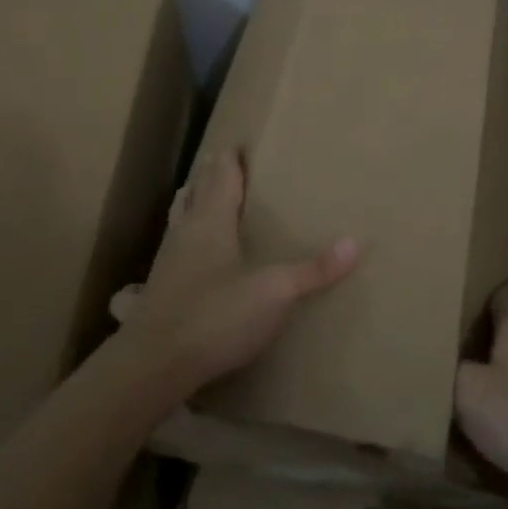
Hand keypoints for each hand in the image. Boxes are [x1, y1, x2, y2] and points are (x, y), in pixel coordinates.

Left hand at [110, 150, 359, 398]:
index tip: (237, 142)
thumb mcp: (274, 293)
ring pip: (180, 220)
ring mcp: (167, 263)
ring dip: (192, 205)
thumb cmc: (215, 316)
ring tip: (202, 197)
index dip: (229, 159)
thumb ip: (313, 270)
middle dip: (210, 176)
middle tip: (224, 162)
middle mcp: (186, 233)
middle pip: (196, 193)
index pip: (221, 177)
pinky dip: (185, 241)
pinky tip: (187, 257)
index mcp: (212, 222)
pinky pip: (174, 252)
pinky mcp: (158, 292)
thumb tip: (355, 242)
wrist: (152, 366)